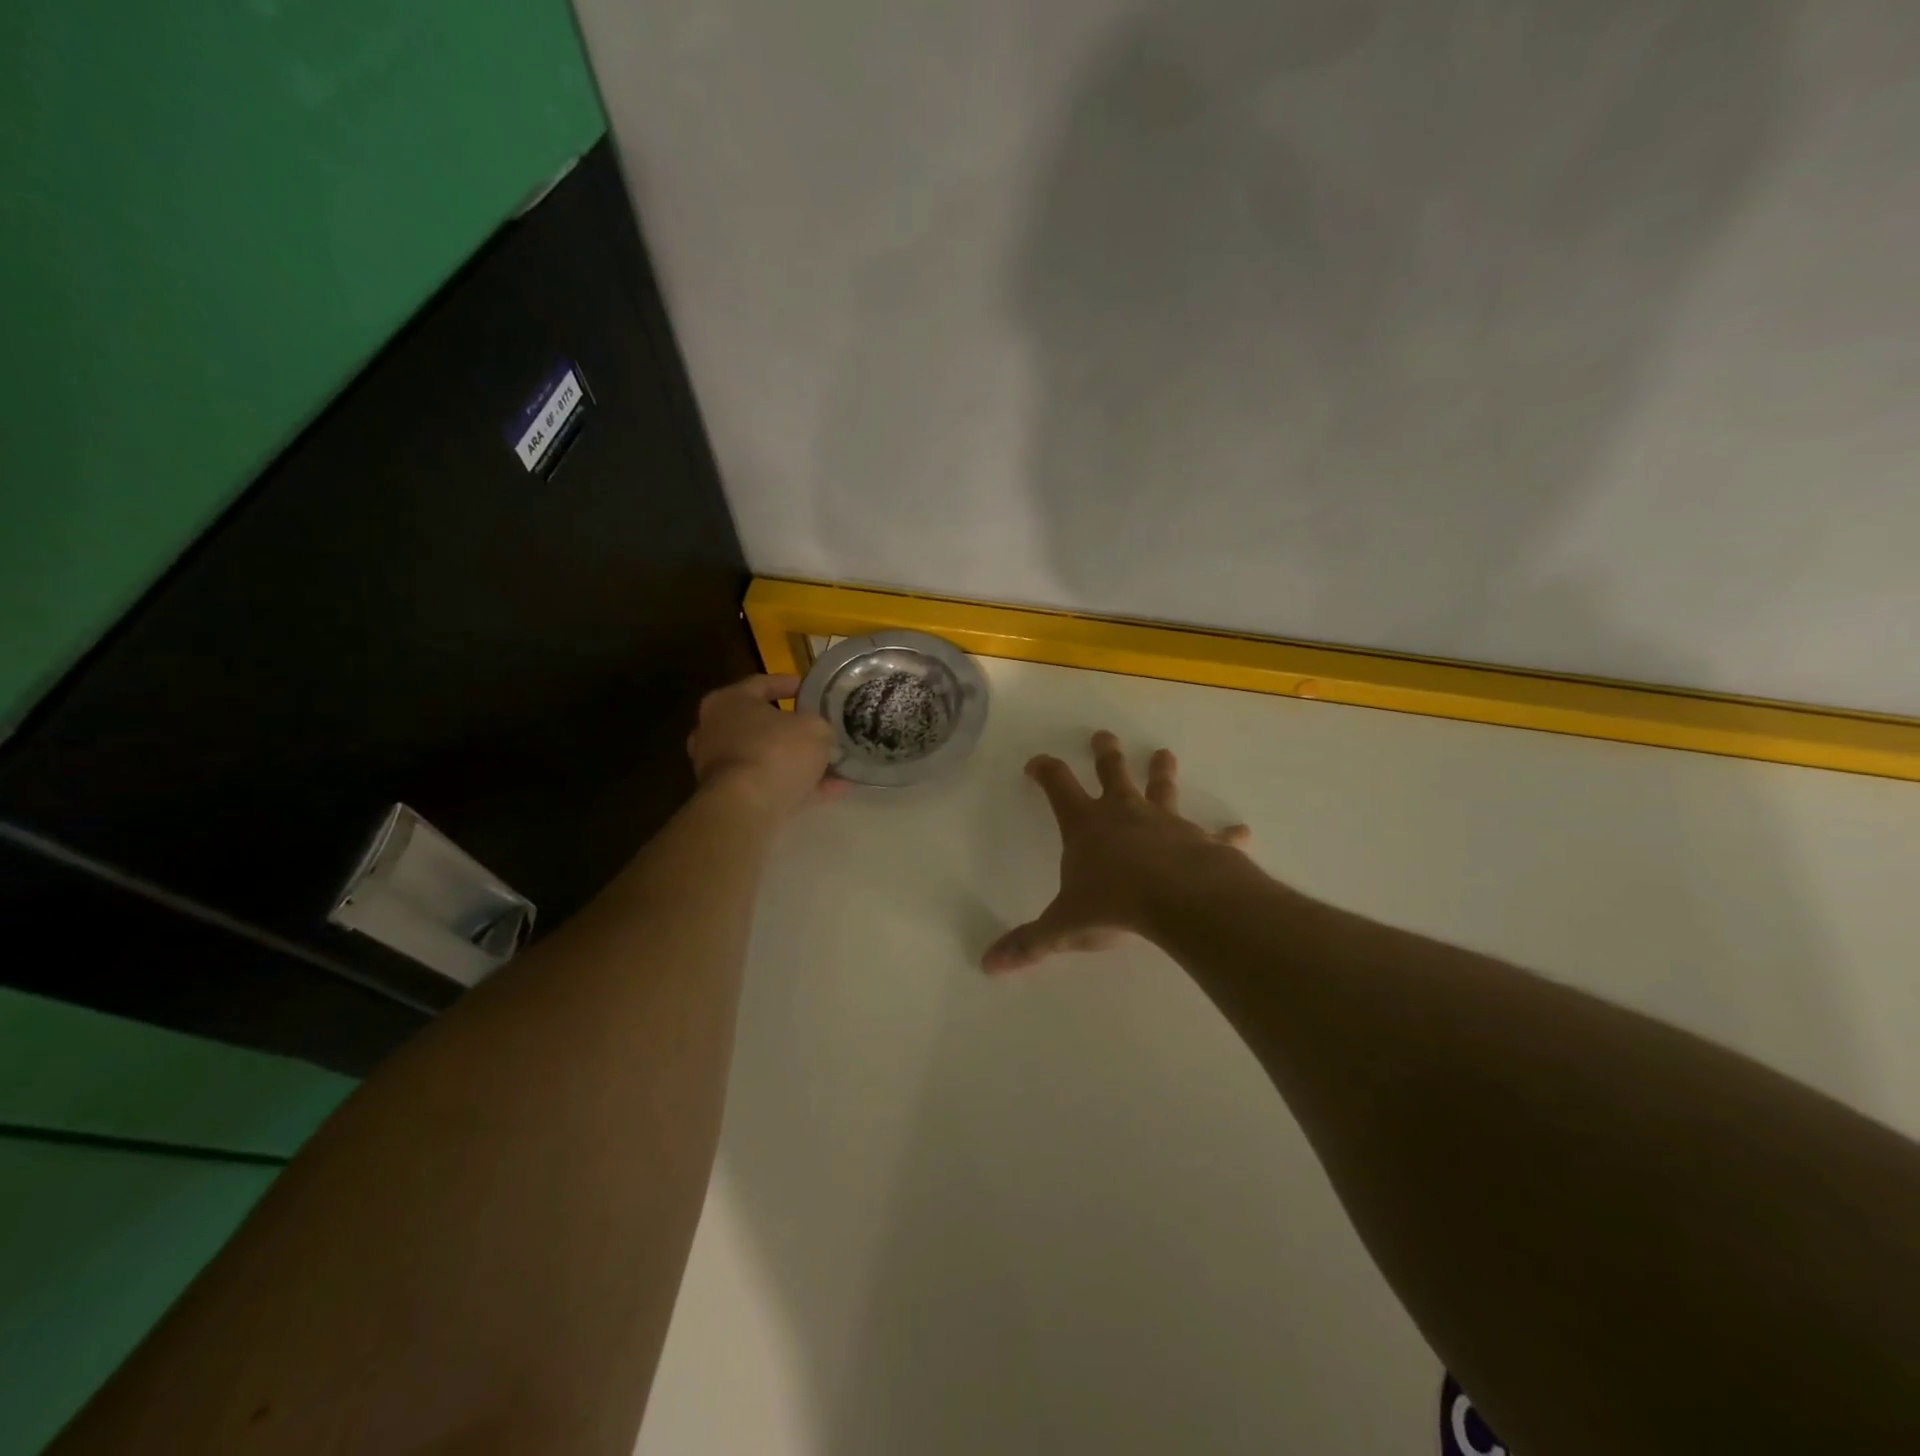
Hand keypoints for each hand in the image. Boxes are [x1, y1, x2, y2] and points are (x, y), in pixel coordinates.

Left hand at [687, 675, 846, 818]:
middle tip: (821, 729)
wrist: (746, 806)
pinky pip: (772, 785)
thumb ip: (822, 728)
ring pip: (768, 758)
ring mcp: (720, 767)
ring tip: (837, 766)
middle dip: (793, 729)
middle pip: (761, 724)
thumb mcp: (815, 728)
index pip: (761, 683)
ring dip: (800, 762)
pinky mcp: (730, 797)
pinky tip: (835, 790)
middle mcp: (716, 730)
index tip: (810, 688)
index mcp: (728, 701)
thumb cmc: (775, 751)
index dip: (788, 684)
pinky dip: (800, 786)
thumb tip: (826, 739)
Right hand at [983, 730, 1254, 972]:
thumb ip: (1031, 943)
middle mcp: (1124, 813)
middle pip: (1112, 772)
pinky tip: (1241, 831)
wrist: (1179, 900)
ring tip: (1164, 754)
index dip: (1045, 771)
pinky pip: (1215, 834)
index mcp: (1086, 825)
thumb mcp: (1065, 926)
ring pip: (1161, 787)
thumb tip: (989, 964)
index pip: (1058, 785)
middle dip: (1105, 754)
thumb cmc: (1114, 904)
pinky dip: (1226, 833)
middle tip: (1104, 736)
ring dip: (1162, 771)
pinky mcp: (1200, 840)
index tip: (1037, 763)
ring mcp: (1165, 822)